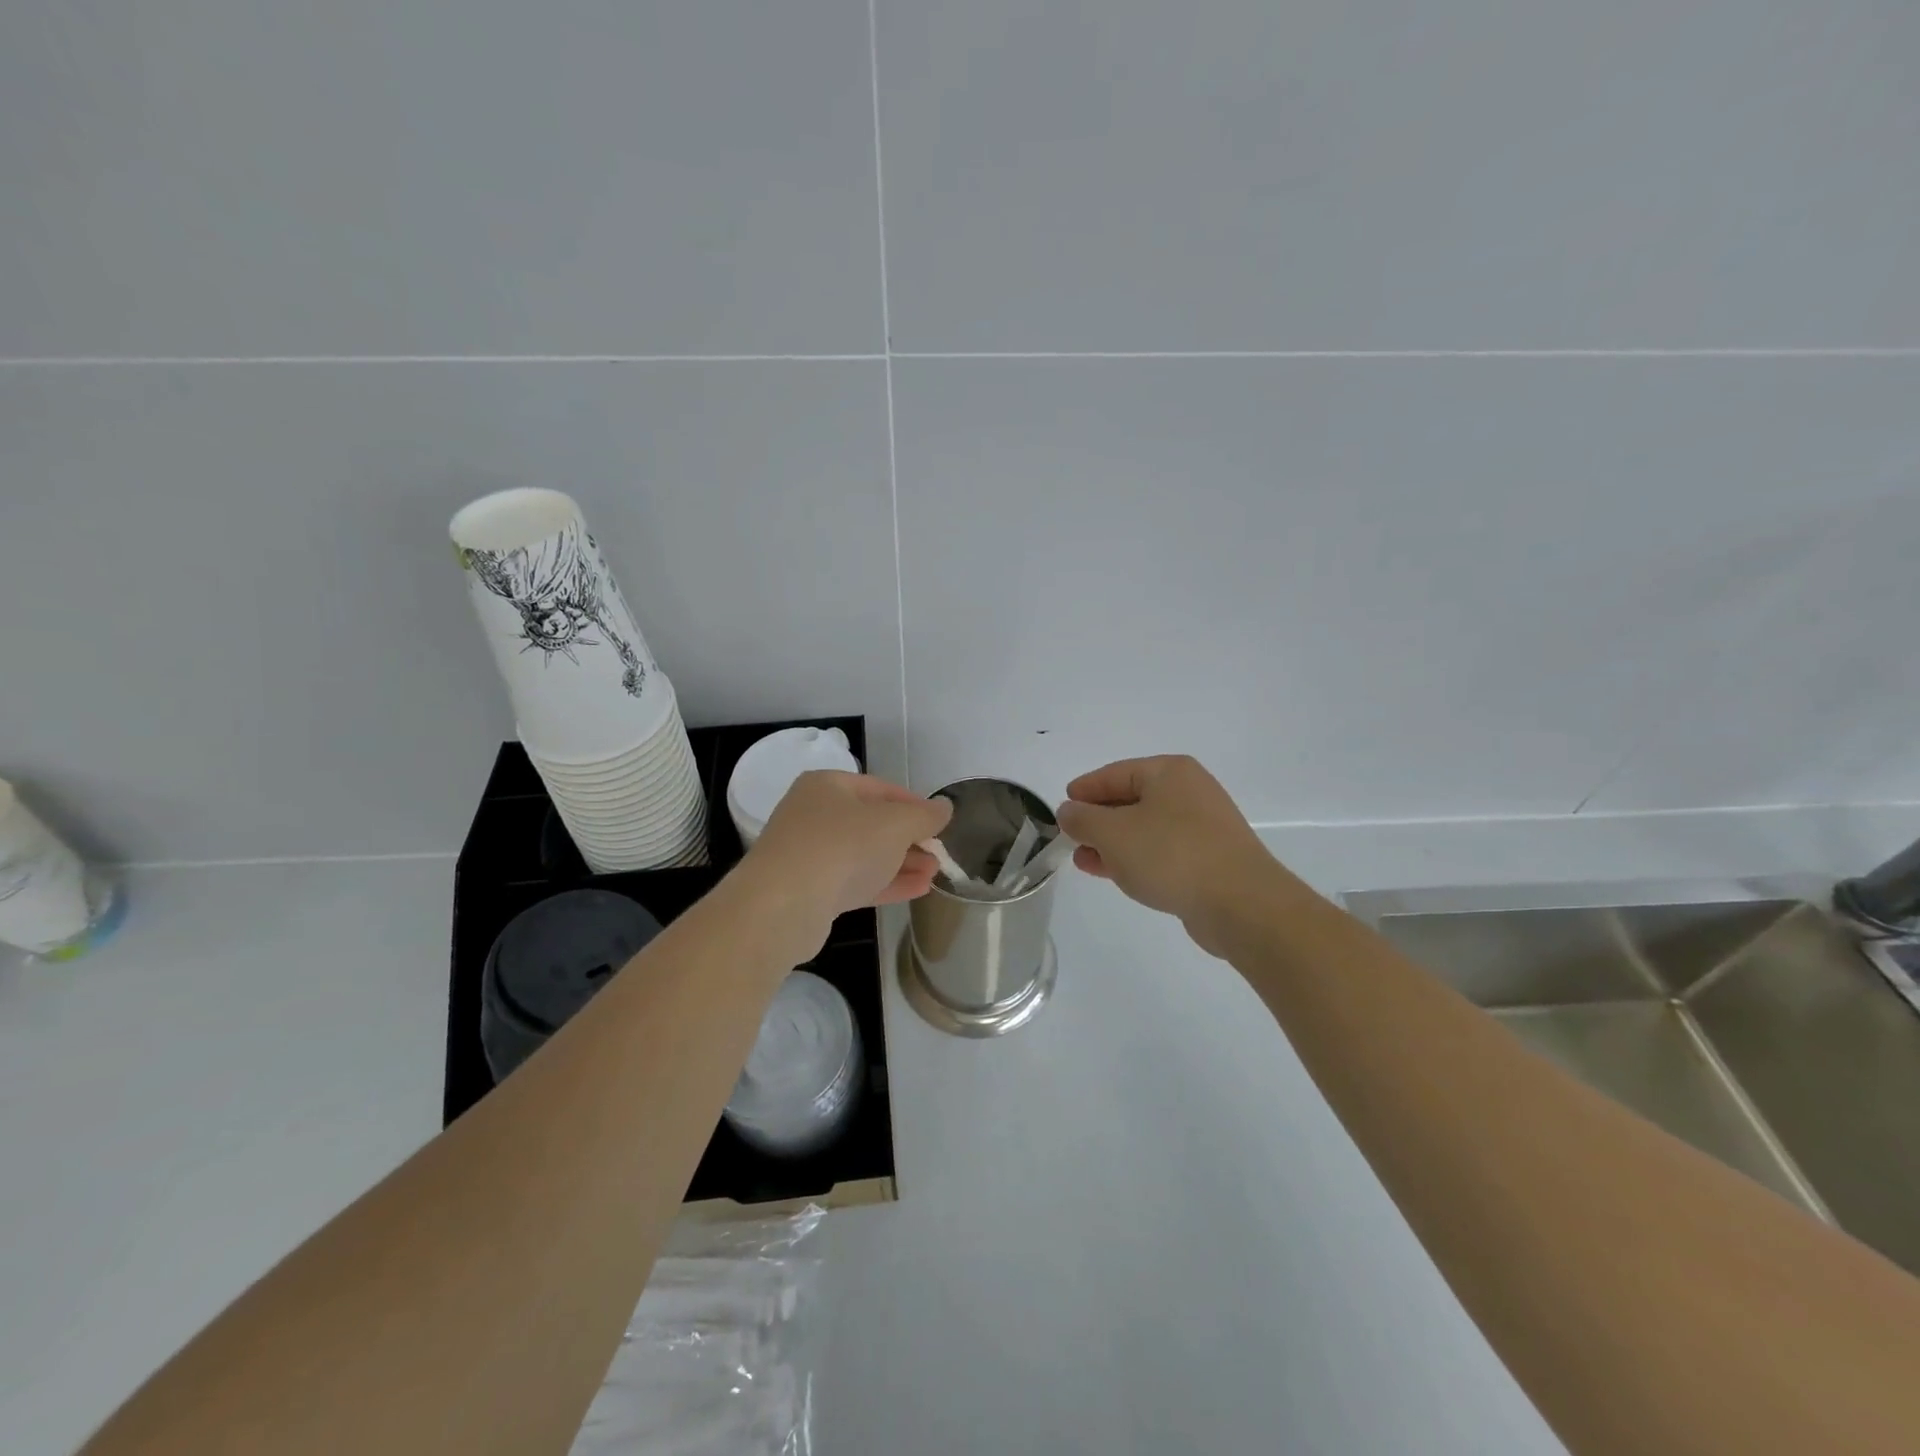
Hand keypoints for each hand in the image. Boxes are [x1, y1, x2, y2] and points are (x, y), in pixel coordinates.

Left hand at [742, 770, 951, 937]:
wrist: (783, 906)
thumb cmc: (842, 847)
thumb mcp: (894, 824)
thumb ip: (923, 816)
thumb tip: (944, 808)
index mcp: (827, 786)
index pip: (880, 788)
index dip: (914, 804)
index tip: (940, 822)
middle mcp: (813, 814)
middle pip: (871, 822)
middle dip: (909, 838)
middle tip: (939, 852)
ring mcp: (809, 854)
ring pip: (864, 854)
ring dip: (901, 863)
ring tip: (935, 873)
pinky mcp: (810, 891)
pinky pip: (855, 881)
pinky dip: (885, 883)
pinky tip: (918, 889)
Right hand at [1055, 756, 1284, 944]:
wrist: (1240, 904)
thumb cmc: (1171, 854)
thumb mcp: (1113, 833)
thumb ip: (1083, 819)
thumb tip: (1069, 811)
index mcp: (1169, 772)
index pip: (1114, 773)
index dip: (1085, 790)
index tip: (1062, 806)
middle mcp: (1189, 791)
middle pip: (1131, 799)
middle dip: (1098, 820)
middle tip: (1070, 837)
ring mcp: (1203, 826)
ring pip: (1145, 828)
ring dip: (1113, 843)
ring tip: (1084, 861)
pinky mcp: (1210, 859)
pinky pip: (1162, 851)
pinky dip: (1136, 858)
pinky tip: (1116, 874)